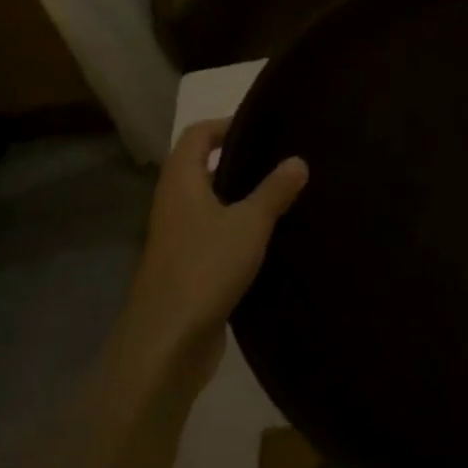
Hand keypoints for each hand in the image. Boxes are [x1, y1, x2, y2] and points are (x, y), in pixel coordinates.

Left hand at [131, 119, 307, 375]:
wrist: (168, 342)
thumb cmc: (206, 269)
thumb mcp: (249, 223)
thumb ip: (274, 190)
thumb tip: (298, 160)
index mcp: (181, 183)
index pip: (198, 135)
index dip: (227, 124)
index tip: (264, 127)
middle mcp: (174, 205)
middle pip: (202, 167)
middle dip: (239, 158)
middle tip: (281, 157)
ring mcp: (179, 238)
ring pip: (211, 202)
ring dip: (241, 195)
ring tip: (284, 192)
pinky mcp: (189, 267)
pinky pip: (216, 232)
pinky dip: (239, 226)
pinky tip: (270, 235)